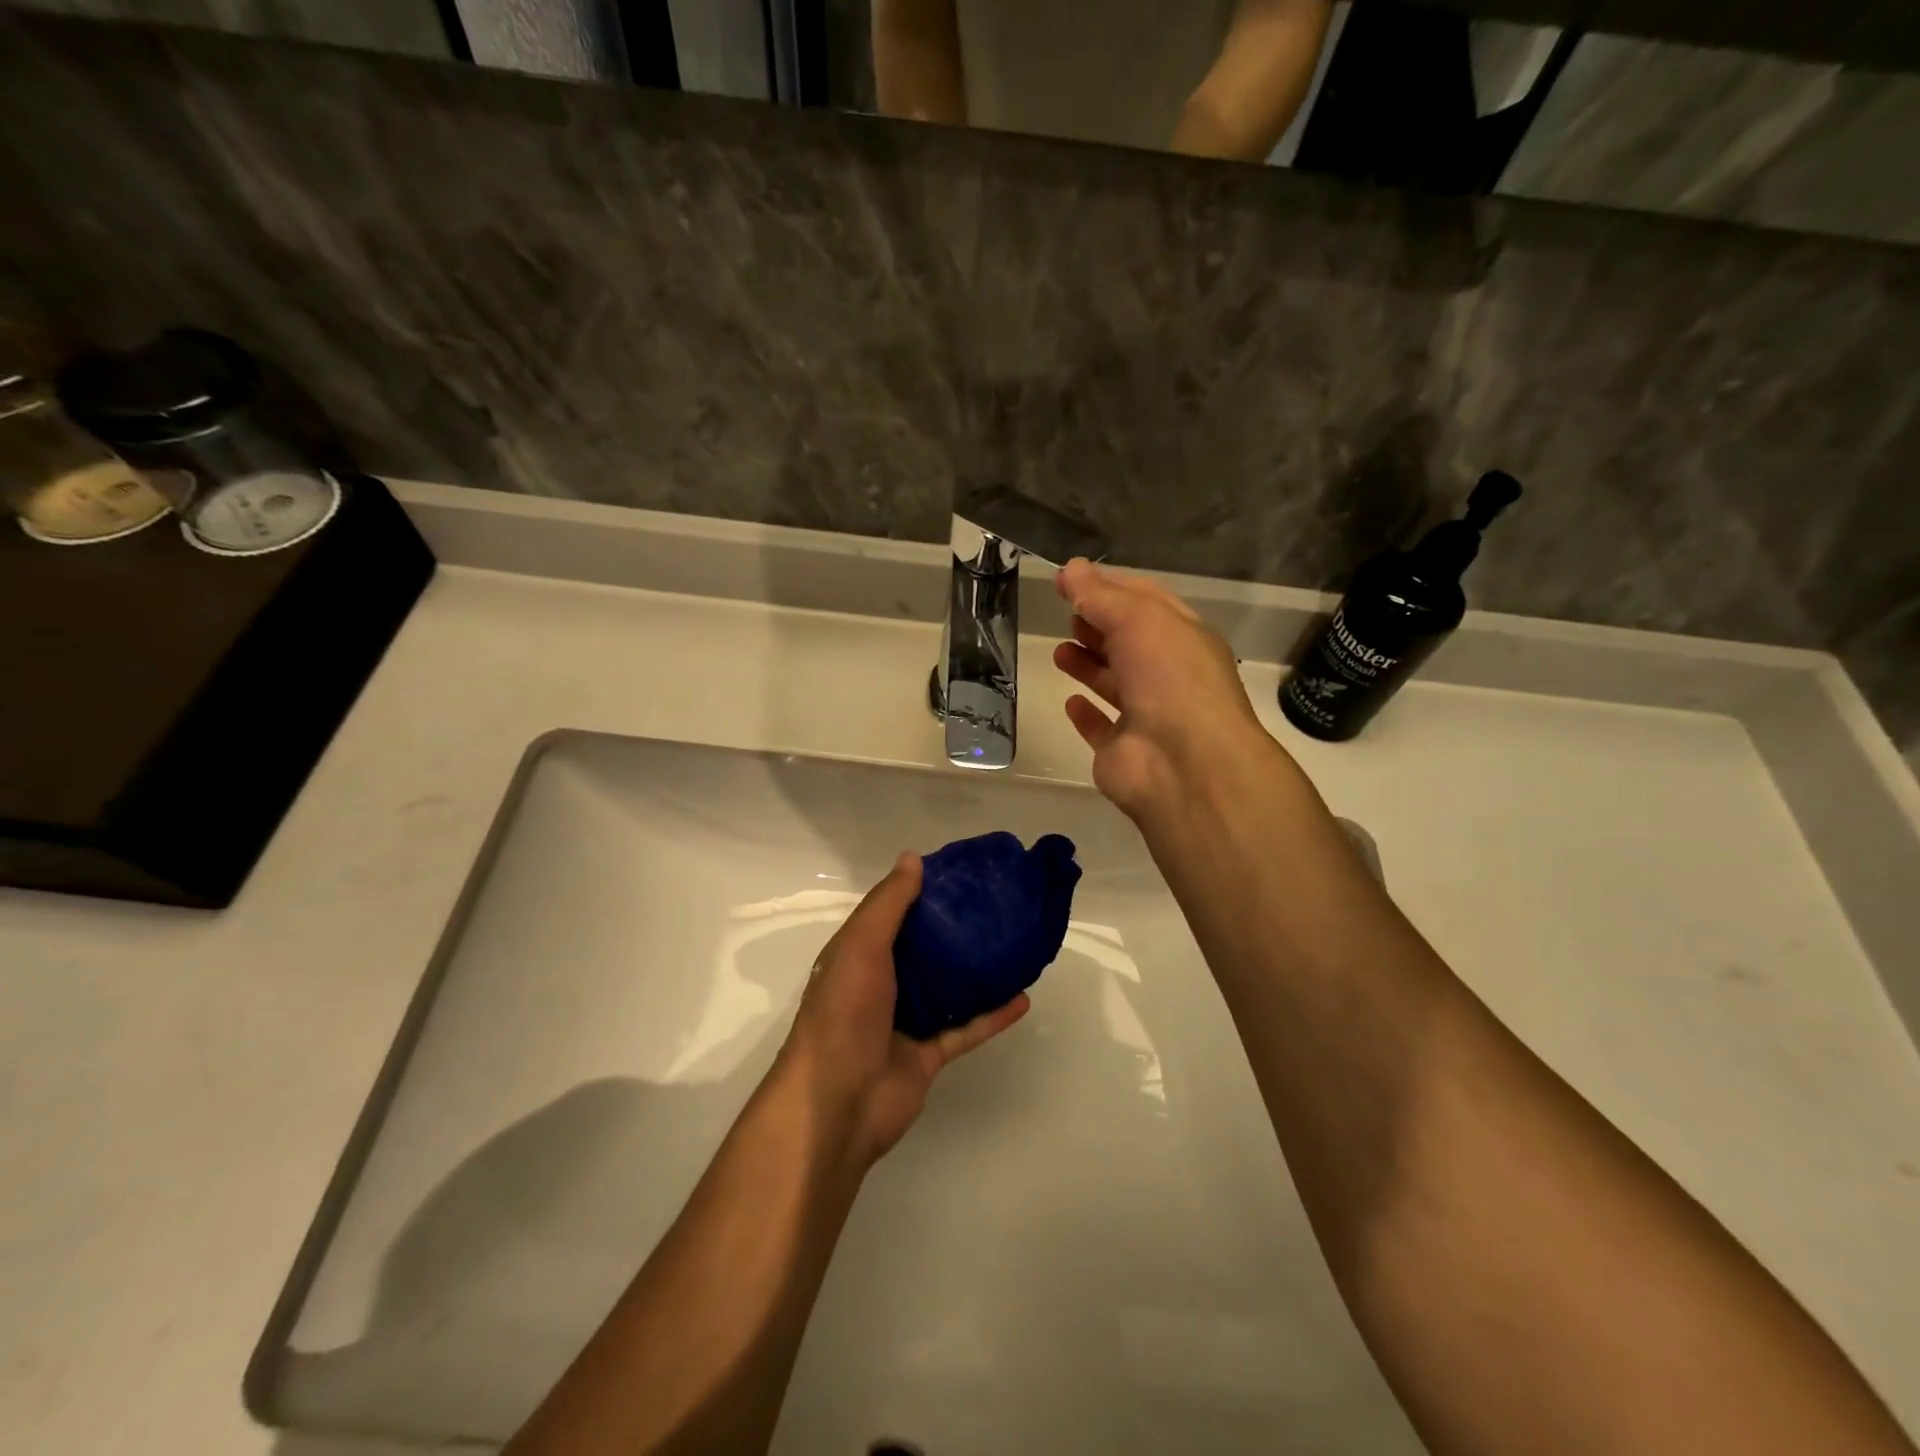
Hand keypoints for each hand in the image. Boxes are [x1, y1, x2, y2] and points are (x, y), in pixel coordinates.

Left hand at [782, 853, 1029, 1163]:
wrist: (838, 1105)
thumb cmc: (844, 1014)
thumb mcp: (861, 946)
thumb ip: (888, 904)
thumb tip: (913, 857)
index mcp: (859, 954)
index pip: (892, 914)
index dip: (921, 892)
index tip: (960, 874)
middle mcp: (881, 983)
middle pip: (923, 949)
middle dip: (955, 929)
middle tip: (996, 905)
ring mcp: (905, 1021)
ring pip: (948, 988)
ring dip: (976, 971)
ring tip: (1014, 945)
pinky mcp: (927, 1055)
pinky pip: (965, 1029)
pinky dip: (992, 1015)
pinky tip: (1023, 998)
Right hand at [1053, 558, 1282, 817]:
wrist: (1182, 763)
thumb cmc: (1169, 678)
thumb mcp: (1138, 620)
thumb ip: (1100, 596)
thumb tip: (1070, 568)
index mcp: (1184, 639)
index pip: (1147, 602)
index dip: (1111, 586)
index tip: (1072, 578)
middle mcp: (1169, 675)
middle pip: (1130, 643)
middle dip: (1099, 626)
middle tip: (1066, 614)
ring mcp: (1147, 716)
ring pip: (1114, 684)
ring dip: (1089, 665)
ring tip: (1060, 650)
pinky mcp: (1122, 751)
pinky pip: (1102, 728)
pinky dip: (1087, 715)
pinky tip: (1070, 702)